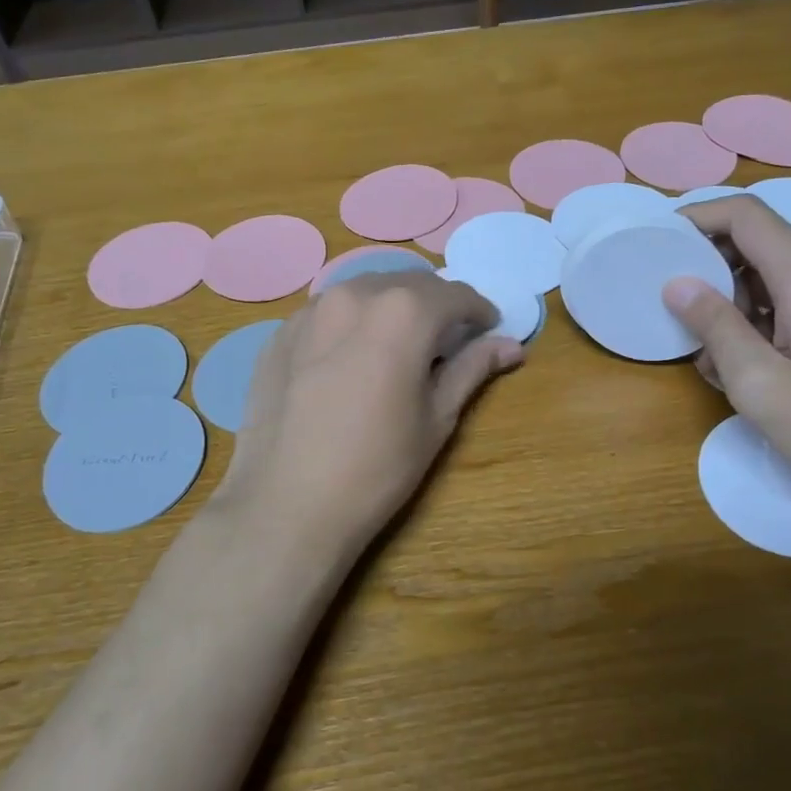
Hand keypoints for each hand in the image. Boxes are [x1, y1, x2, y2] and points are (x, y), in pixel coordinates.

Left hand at [210, 272, 523, 568]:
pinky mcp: (279, 334)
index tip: (488, 330)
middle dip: (436, 306)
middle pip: (409, 285)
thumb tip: (511, 346)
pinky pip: (328, 312)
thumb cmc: (378, 467)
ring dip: (391, 309)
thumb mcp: (437, 418)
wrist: (287, 505)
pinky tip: (351, 359)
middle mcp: (354, 294)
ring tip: (399, 346)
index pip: (455, 295)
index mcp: (402, 312)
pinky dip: (352, 323)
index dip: (479, 311)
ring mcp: (310, 311)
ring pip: (365, 292)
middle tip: (447, 340)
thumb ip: (472, 369)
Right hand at [664, 197, 790, 522]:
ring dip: (741, 305)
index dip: (697, 218)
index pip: (744, 214)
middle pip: (761, 244)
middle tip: (686, 325)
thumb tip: (678, 283)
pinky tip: (763, 369)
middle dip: (714, 275)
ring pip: (781, 277)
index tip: (659, 243)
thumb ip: (716, 327)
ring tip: (722, 363)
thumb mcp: (763, 386)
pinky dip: (771, 320)